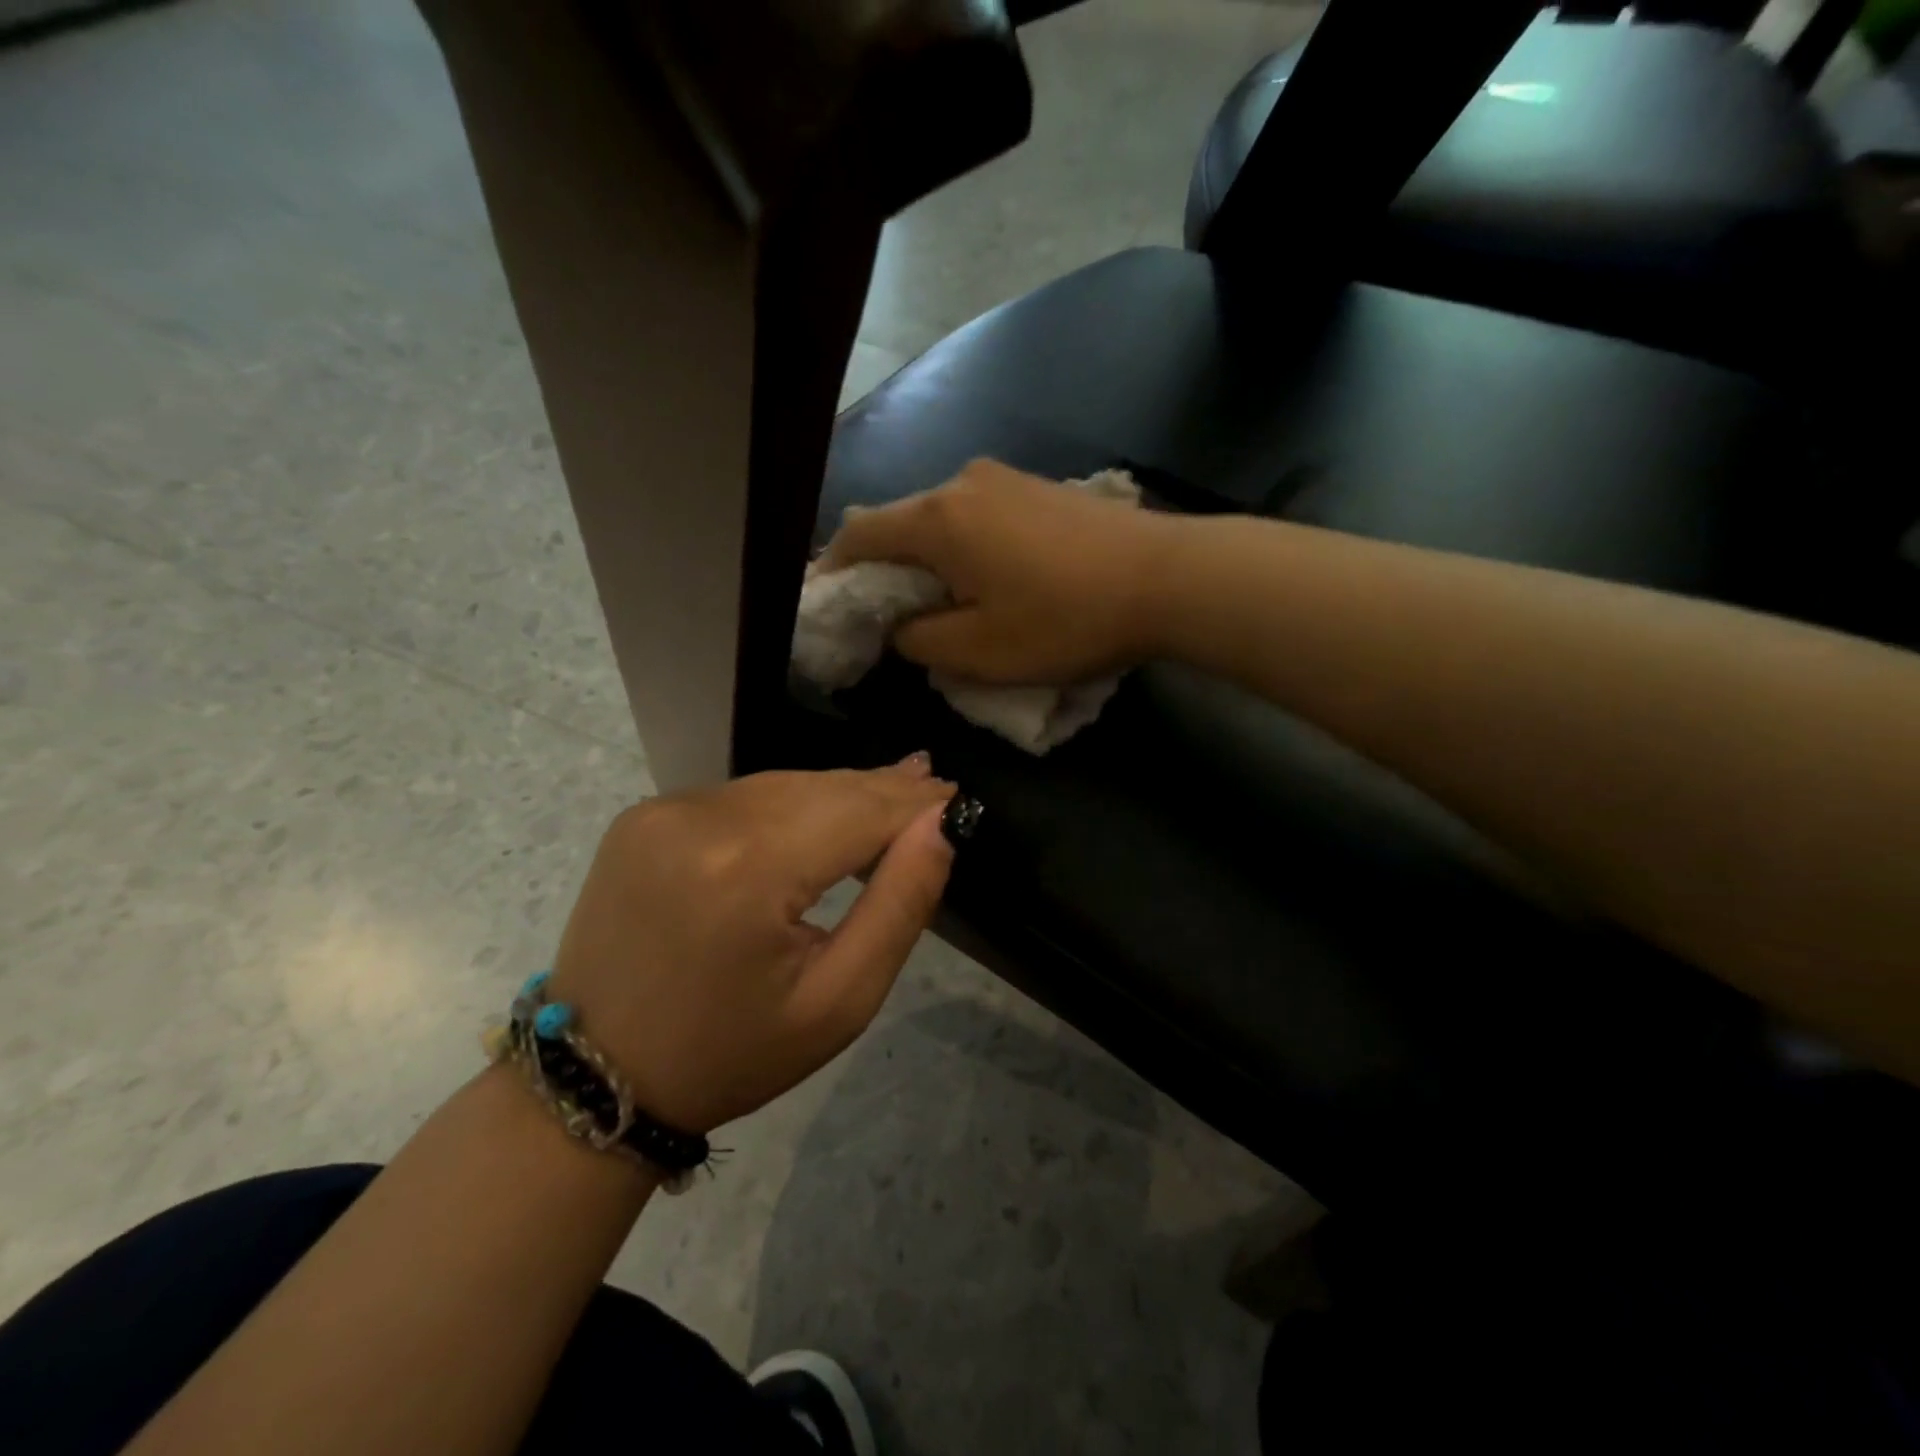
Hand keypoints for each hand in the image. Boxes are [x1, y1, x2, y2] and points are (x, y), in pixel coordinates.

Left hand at [549, 761, 955, 1132]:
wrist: (596, 1077)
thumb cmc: (731, 1054)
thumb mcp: (839, 1002)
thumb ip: (899, 904)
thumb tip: (939, 825)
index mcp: (749, 870)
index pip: (859, 811)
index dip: (914, 803)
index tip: (958, 799)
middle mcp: (701, 819)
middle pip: (821, 788)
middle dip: (882, 791)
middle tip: (935, 788)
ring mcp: (664, 810)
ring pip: (782, 785)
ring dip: (839, 793)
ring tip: (893, 791)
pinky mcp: (643, 815)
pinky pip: (740, 796)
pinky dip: (789, 803)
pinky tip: (820, 811)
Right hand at [825, 458, 1175, 683]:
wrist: (1167, 578)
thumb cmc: (1066, 620)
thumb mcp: (980, 651)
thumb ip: (920, 640)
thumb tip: (902, 626)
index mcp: (937, 520)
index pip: (858, 536)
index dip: (834, 572)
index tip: (829, 606)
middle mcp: (962, 483)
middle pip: (898, 524)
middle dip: (883, 570)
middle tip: (886, 618)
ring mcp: (1005, 479)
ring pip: (940, 521)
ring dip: (927, 560)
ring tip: (940, 605)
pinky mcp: (1038, 488)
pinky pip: (977, 518)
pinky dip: (963, 549)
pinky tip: (985, 581)